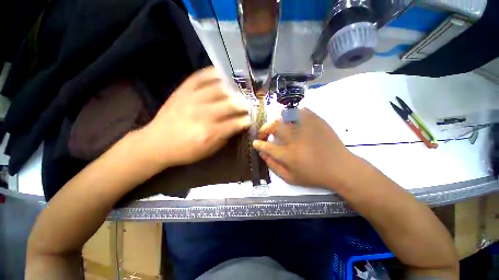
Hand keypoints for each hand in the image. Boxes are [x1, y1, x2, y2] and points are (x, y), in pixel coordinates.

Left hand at [142, 67, 249, 167]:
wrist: (156, 143)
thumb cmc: (185, 151)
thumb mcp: (208, 151)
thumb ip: (224, 137)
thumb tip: (237, 126)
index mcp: (209, 133)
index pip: (234, 123)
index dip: (245, 121)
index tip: (249, 119)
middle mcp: (202, 115)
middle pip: (229, 104)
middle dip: (242, 105)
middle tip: (247, 105)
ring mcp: (191, 100)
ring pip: (218, 89)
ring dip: (232, 90)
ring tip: (237, 92)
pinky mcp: (182, 91)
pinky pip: (199, 77)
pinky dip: (212, 73)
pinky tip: (222, 74)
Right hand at [253, 108, 359, 189]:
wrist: (341, 169)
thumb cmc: (315, 176)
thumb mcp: (291, 178)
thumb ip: (274, 166)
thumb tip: (262, 154)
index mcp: (289, 155)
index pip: (267, 146)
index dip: (259, 144)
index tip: (255, 142)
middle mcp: (296, 140)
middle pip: (275, 127)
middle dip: (265, 129)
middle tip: (265, 133)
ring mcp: (308, 129)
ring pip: (286, 116)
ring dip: (278, 121)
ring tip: (277, 127)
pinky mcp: (318, 122)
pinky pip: (303, 111)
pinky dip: (295, 113)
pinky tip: (293, 120)